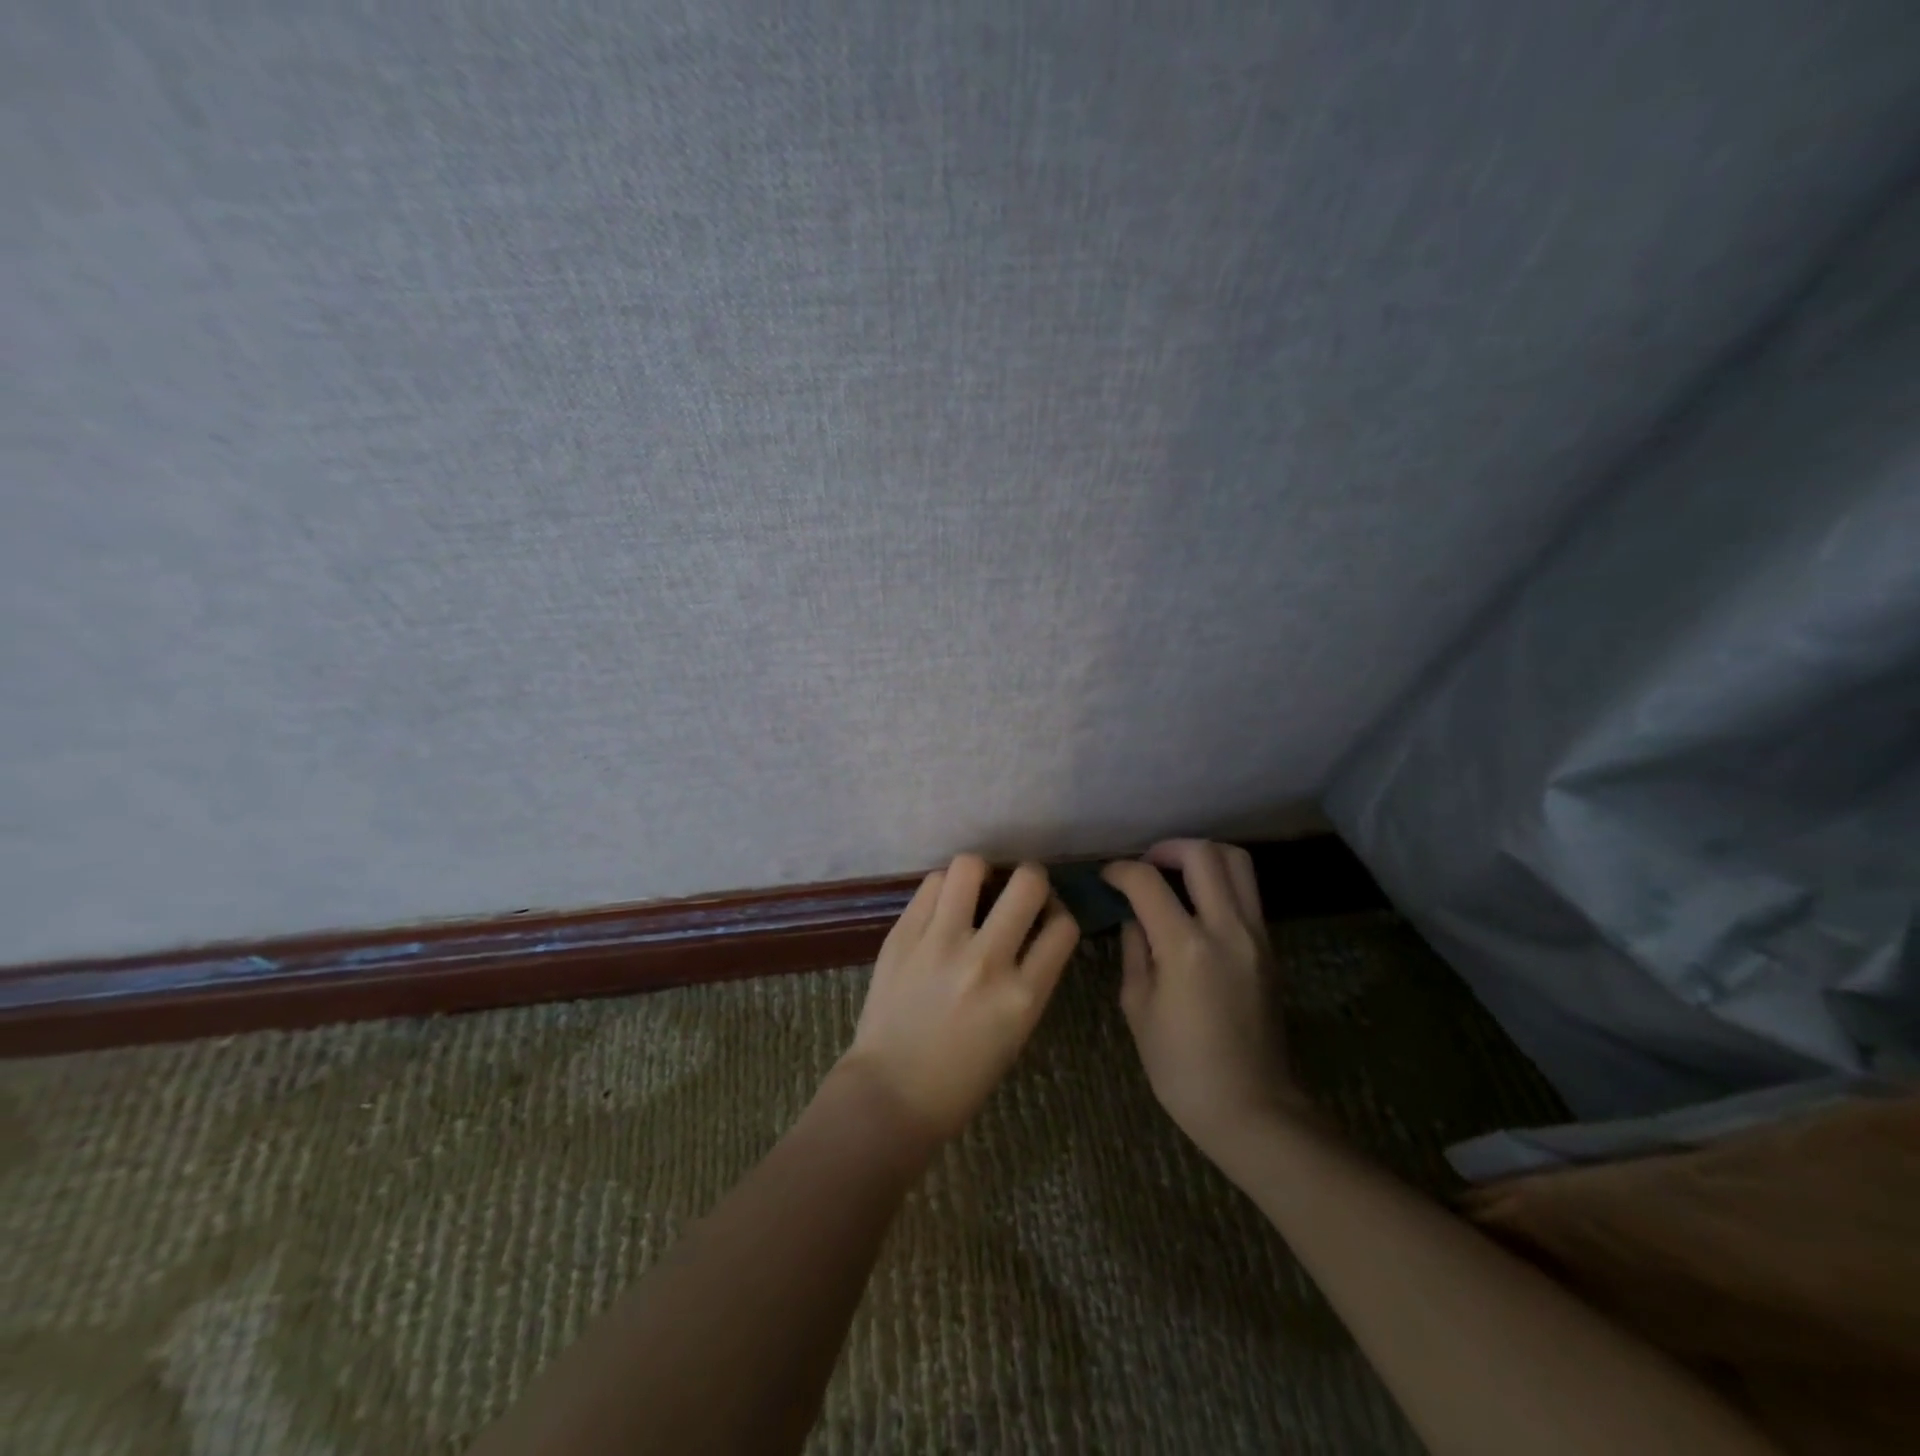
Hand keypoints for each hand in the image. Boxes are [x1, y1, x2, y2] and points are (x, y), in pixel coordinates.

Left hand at [839, 855, 1078, 1146]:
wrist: (891, 1093)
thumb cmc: (961, 1077)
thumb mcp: (1015, 1032)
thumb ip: (1029, 978)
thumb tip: (1034, 928)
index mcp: (1022, 997)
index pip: (1064, 927)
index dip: (1060, 914)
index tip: (1046, 916)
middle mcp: (986, 961)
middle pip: (1028, 883)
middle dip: (1031, 878)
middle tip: (1017, 890)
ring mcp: (940, 944)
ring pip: (970, 866)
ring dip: (980, 873)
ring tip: (974, 889)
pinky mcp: (903, 935)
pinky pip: (931, 884)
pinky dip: (943, 888)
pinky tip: (941, 905)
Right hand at [1102, 840, 1303, 1159]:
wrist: (1250, 1107)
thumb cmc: (1180, 1066)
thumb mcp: (1138, 1007)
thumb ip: (1135, 950)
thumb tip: (1135, 917)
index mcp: (1186, 947)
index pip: (1148, 881)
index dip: (1121, 870)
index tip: (1107, 877)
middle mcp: (1227, 929)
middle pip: (1204, 854)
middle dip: (1166, 848)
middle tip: (1145, 866)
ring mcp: (1256, 936)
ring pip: (1238, 863)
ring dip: (1202, 856)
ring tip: (1175, 874)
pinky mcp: (1269, 948)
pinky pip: (1247, 893)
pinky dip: (1220, 882)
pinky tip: (1196, 905)